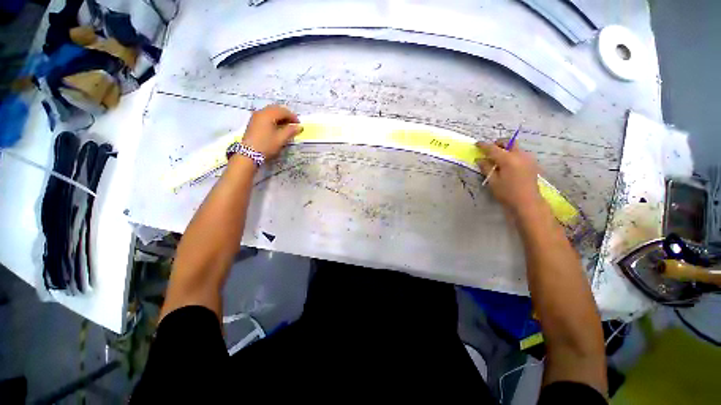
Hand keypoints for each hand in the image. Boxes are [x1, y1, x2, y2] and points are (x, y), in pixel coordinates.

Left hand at [242, 105, 302, 159]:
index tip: (299, 124)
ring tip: (286, 126)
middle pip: (276, 109)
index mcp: (268, 114)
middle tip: (293, 124)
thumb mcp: (281, 139)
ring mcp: (256, 117)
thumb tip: (299, 126)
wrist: (248, 154)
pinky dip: (273, 119)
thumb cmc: (266, 145)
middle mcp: (261, 112)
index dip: (292, 116)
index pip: (283, 111)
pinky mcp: (253, 123)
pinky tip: (277, 127)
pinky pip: (265, 116)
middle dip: (286, 115)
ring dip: (279, 117)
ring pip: (270, 112)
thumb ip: (291, 131)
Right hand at [476, 140, 543, 215]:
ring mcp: (528, 158)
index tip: (477, 143)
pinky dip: (512, 155)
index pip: (493, 148)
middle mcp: (520, 155)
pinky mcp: (532, 163)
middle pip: (509, 142)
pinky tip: (507, 165)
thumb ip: (486, 168)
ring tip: (498, 159)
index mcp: (508, 159)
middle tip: (490, 150)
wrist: (528, 203)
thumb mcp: (493, 181)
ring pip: (515, 147)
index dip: (484, 145)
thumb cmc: (507, 193)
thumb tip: (480, 159)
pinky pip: (520, 154)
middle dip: (498, 143)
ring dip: (506, 149)